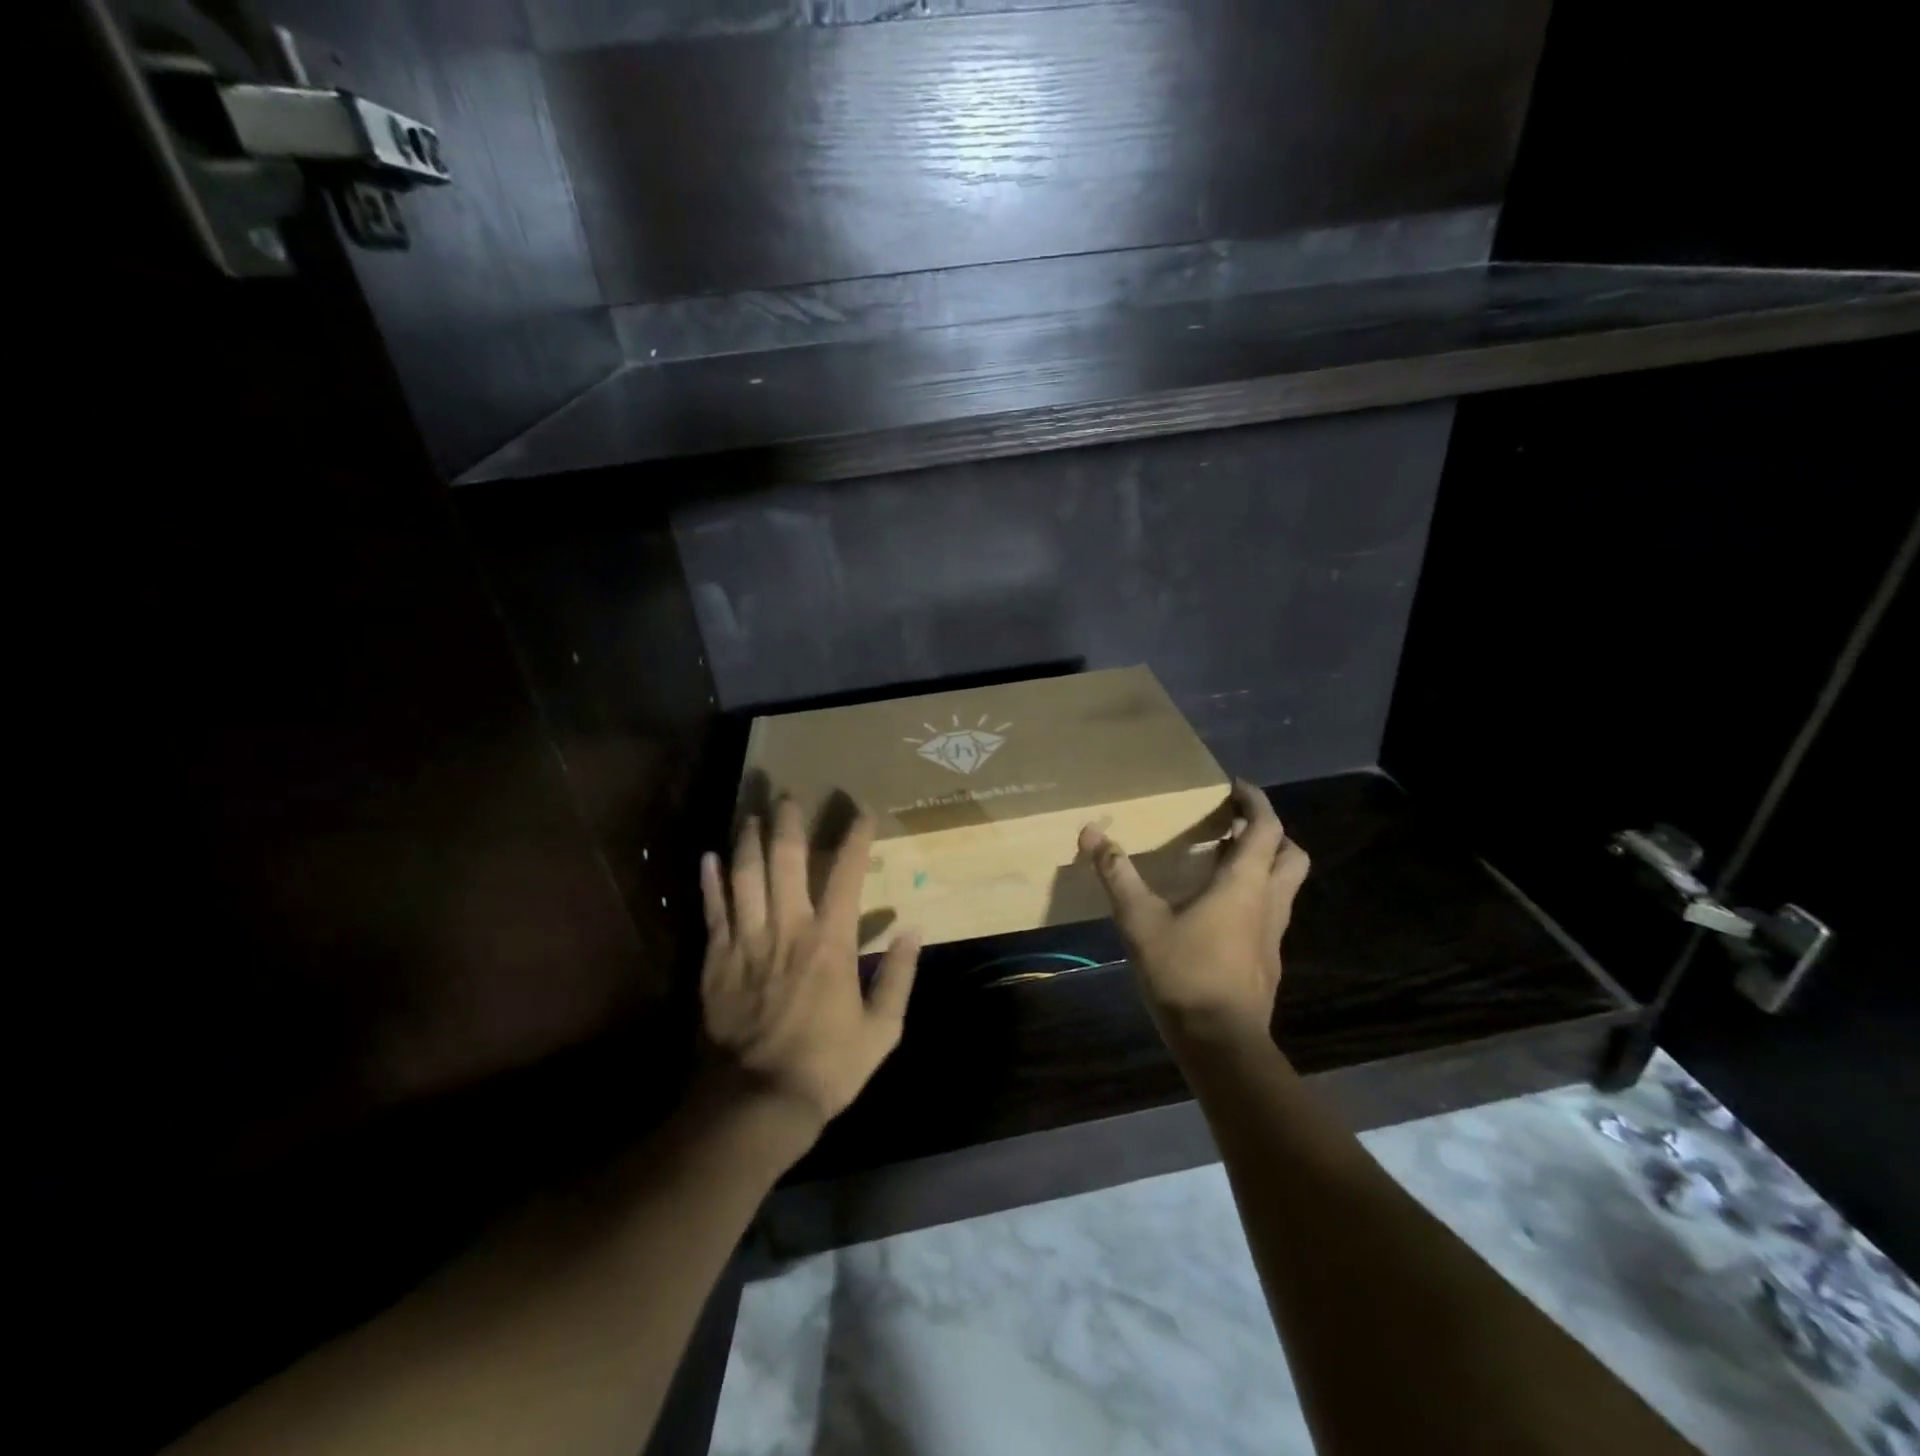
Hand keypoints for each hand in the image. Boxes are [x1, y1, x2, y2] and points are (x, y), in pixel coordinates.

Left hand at [699, 797, 920, 1141]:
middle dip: (789, 823)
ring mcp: (747, 943)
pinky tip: (709, 857)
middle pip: (786, 861)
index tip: (863, 812)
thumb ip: (900, 977)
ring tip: (752, 814)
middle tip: (789, 796)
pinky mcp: (717, 961)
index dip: (857, 838)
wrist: (757, 1103)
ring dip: (748, 841)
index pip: (848, 875)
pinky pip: (713, 911)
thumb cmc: (827, 1068)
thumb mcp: (882, 1031)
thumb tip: (913, 931)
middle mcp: (788, 930)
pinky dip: (710, 882)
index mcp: (831, 943)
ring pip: (745, 877)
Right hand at [1080, 779, 1309, 1045]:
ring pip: (1285, 886)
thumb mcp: (1140, 920)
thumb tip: (1091, 832)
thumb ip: (1117, 874)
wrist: (1221, 1043)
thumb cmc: (1184, 973)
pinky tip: (1218, 912)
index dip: (1256, 802)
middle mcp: (1269, 903)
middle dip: (1271, 833)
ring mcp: (1273, 935)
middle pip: (1291, 854)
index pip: (1267, 828)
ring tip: (1224, 863)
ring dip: (1265, 866)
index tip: (1235, 787)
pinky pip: (1270, 913)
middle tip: (1235, 827)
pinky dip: (1255, 898)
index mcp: (1245, 884)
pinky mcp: (1267, 960)